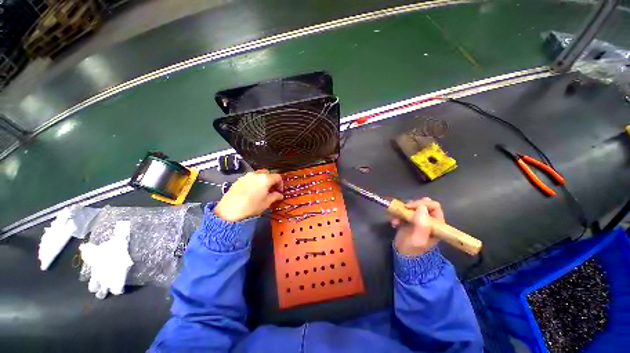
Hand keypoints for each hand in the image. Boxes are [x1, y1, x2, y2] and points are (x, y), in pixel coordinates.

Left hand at [214, 170, 283, 221]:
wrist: (229, 210)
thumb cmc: (251, 206)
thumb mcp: (266, 203)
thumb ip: (275, 196)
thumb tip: (280, 195)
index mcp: (265, 179)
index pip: (277, 177)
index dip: (281, 184)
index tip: (280, 192)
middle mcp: (256, 174)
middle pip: (268, 173)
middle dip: (272, 180)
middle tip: (272, 190)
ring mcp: (246, 176)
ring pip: (259, 175)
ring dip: (263, 180)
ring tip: (262, 191)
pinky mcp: (239, 179)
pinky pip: (250, 178)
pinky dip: (254, 182)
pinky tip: (252, 191)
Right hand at [391, 197, 444, 255]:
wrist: (404, 257)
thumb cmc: (413, 250)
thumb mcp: (418, 239)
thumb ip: (422, 225)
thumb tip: (422, 207)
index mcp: (436, 224)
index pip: (433, 206)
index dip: (422, 204)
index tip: (409, 207)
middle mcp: (429, 220)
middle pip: (422, 204)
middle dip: (410, 207)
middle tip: (401, 211)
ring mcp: (419, 219)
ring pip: (412, 207)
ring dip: (401, 211)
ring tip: (395, 220)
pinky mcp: (409, 220)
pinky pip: (404, 212)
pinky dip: (397, 215)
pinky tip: (393, 223)